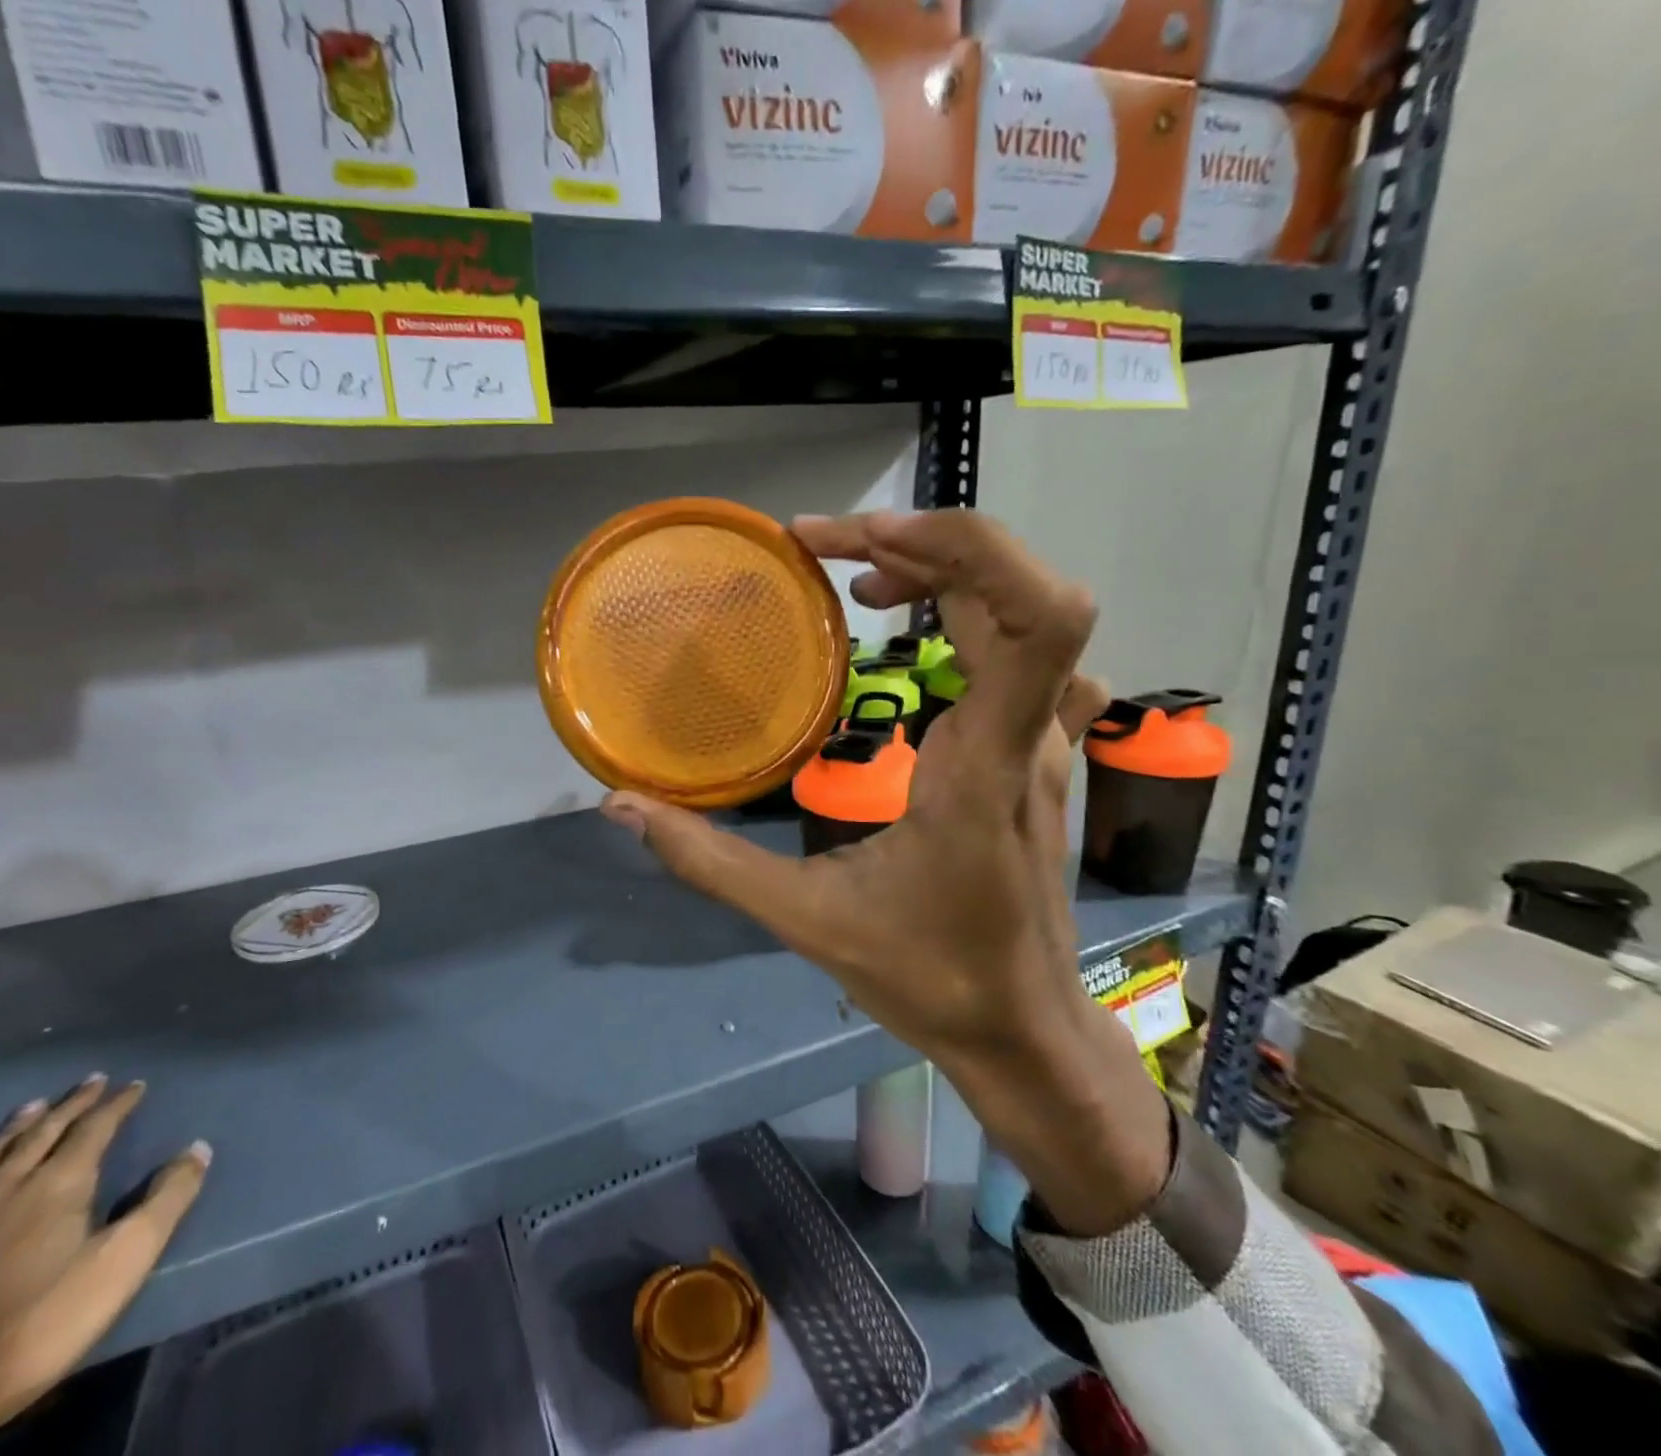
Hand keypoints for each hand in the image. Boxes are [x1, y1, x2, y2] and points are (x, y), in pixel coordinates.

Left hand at [0, 1076, 209, 1455]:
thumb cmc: (29, 1333)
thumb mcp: (120, 1265)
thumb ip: (165, 1202)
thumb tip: (198, 1147)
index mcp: (55, 1189)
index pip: (94, 1131)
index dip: (117, 1105)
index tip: (134, 1084)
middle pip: (37, 1138)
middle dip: (67, 1108)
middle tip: (88, 1082)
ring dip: (8, 1134)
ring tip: (29, 1108)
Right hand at [601, 510, 1169, 1234]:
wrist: (1023, 1028)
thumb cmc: (928, 977)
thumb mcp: (806, 921)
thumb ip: (709, 862)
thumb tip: (622, 806)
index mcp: (982, 765)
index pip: (1037, 616)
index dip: (966, 548)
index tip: (867, 544)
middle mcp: (1025, 735)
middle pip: (1019, 590)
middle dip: (924, 543)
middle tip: (825, 548)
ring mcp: (1041, 741)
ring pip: (1021, 613)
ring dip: (944, 571)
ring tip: (856, 580)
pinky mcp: (1035, 752)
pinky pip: (1025, 651)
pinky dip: (971, 610)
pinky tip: (918, 629)